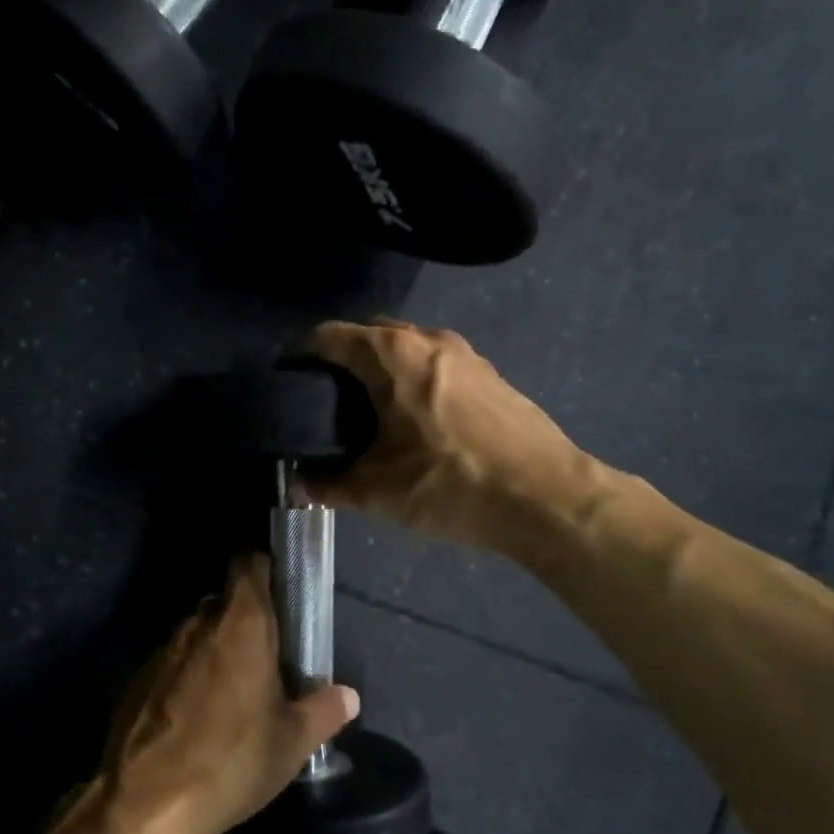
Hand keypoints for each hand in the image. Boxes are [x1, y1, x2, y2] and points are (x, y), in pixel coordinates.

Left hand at [104, 556, 358, 833]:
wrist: (147, 803)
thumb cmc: (232, 760)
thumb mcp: (292, 742)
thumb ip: (324, 710)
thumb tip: (349, 695)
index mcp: (241, 623)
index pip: (249, 564)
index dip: (266, 570)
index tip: (284, 594)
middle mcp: (199, 625)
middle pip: (226, 601)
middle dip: (247, 620)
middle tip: (271, 656)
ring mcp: (164, 651)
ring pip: (199, 634)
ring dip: (218, 650)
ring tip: (237, 692)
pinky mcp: (139, 680)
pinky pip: (174, 664)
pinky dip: (189, 677)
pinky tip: (199, 718)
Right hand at [305, 319, 585, 550]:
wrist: (546, 498)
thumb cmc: (451, 484)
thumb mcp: (377, 491)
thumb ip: (327, 484)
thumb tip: (296, 485)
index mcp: (392, 354)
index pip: (329, 336)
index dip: (300, 356)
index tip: (287, 384)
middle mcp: (428, 339)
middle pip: (369, 335)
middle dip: (342, 361)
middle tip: (324, 402)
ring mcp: (465, 353)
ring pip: (406, 349)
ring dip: (382, 371)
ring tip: (368, 414)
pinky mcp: (490, 374)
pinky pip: (435, 365)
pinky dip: (414, 381)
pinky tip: (415, 422)